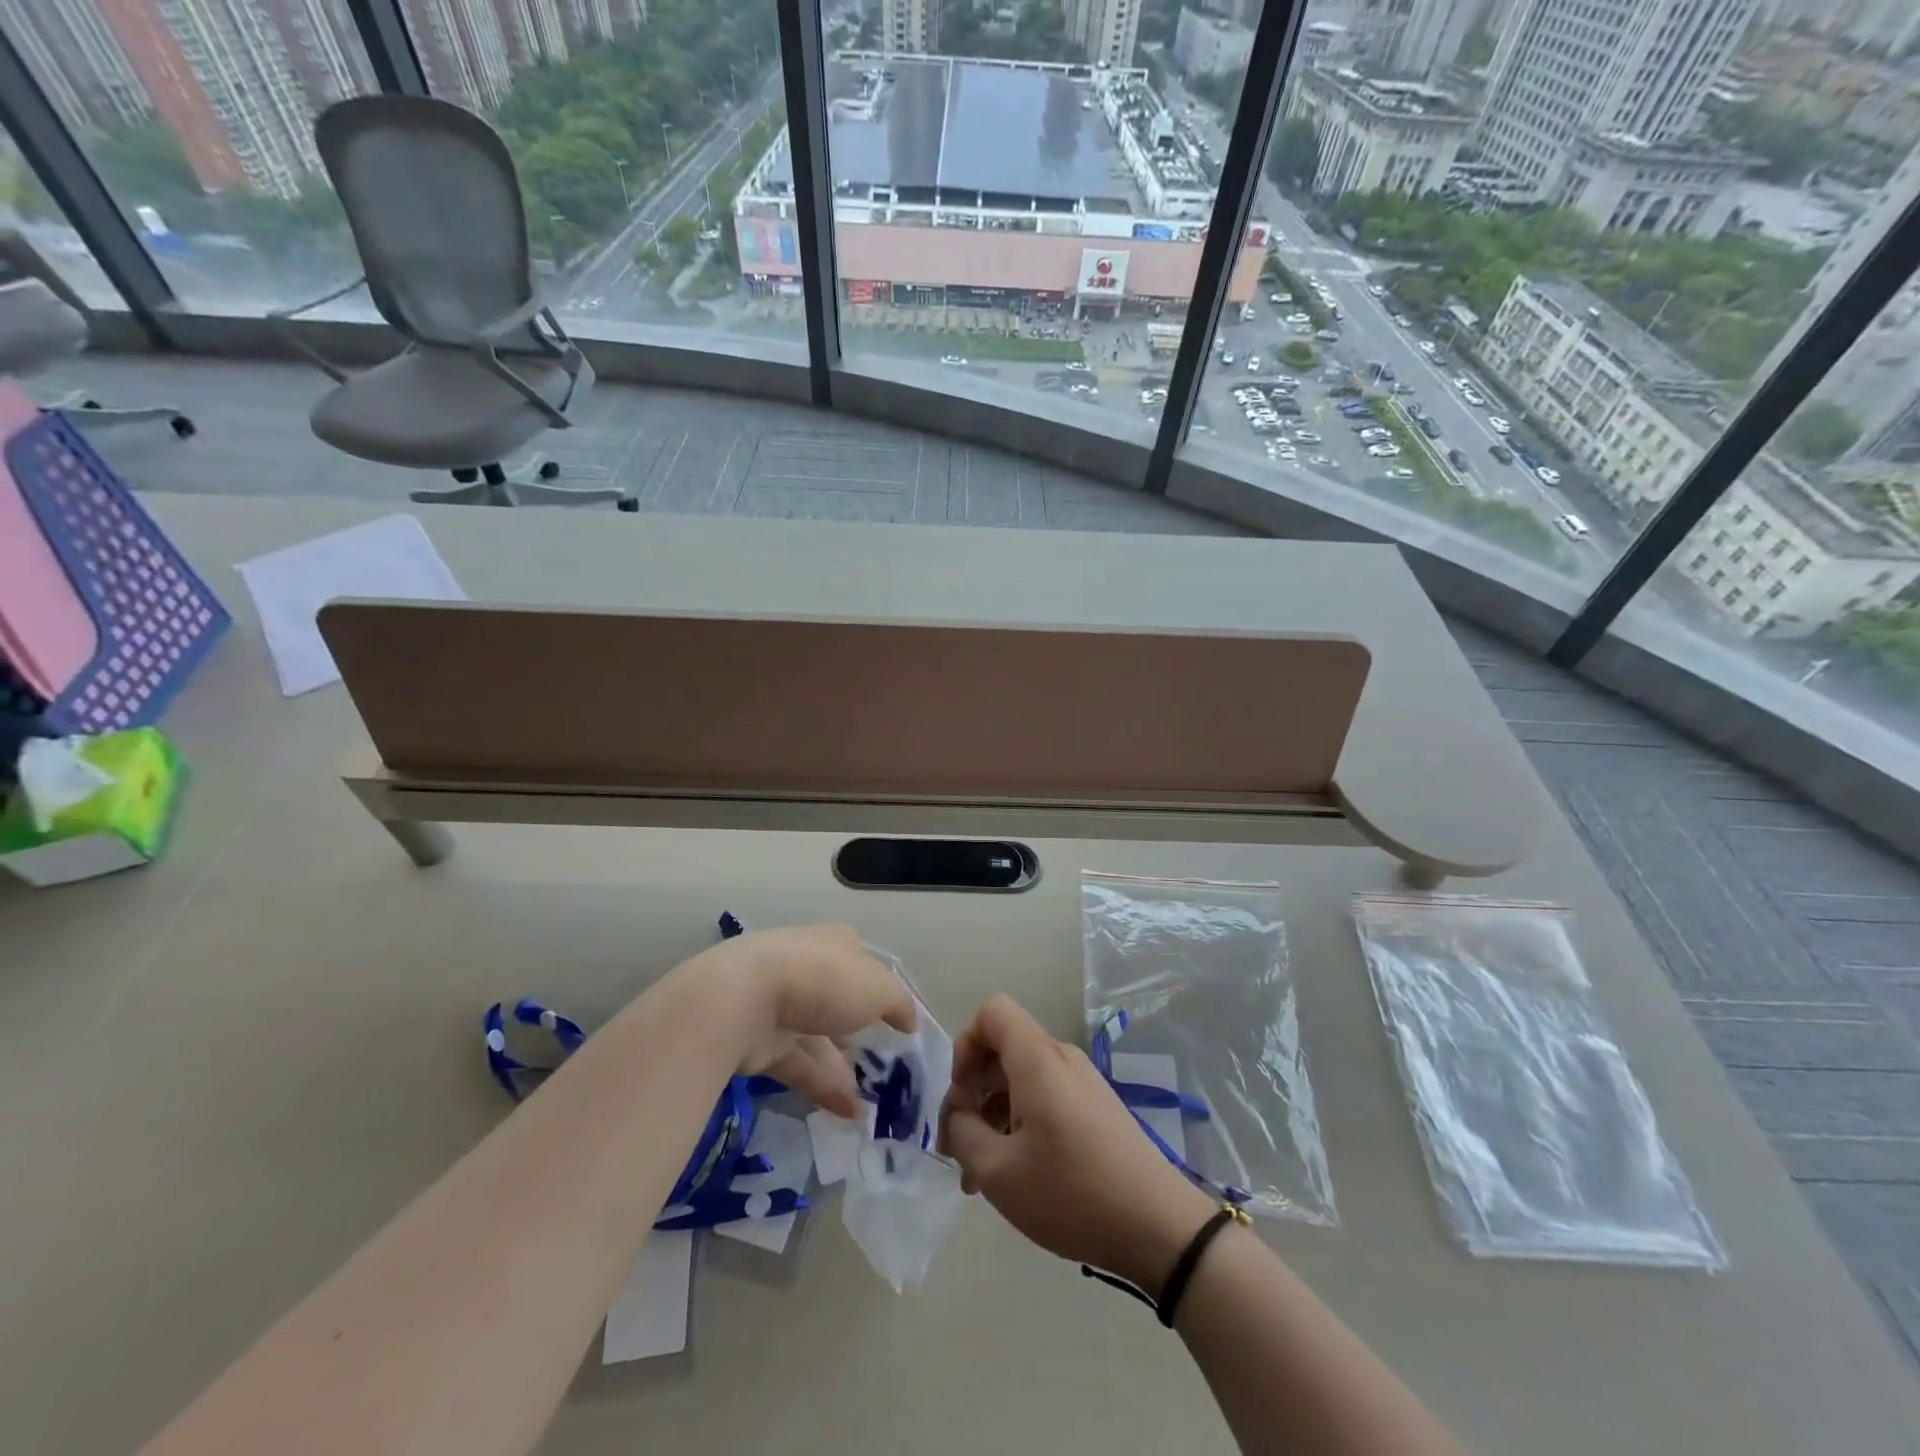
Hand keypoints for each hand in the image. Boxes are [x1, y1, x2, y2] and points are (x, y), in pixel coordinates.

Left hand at [668, 924, 916, 1118]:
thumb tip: (909, 1021)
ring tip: (871, 1108)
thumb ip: (899, 1005)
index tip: (898, 1023)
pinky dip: (823, 1088)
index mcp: (835, 944)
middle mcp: (808, 969)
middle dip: (859, 1035)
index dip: (880, 991)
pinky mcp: (760, 1042)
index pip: (862, 964)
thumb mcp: (879, 988)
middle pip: (838, 1004)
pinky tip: (850, 1114)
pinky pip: (799, 1066)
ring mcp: (780, 1005)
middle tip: (884, 1070)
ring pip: (818, 1040)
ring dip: (844, 1072)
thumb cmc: (824, 980)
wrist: (745, 999)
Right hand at [938, 994, 1215, 1294]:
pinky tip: (1019, 1174)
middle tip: (962, 1146)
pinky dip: (1022, 1122)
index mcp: (1037, 1059)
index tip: (963, 1096)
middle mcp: (1061, 1058)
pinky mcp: (1097, 1107)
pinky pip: (1046, 1096)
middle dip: (974, 1089)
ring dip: (995, 1113)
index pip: (992, 1012)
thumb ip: (963, 1134)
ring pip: (1023, 1077)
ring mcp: (1083, 1082)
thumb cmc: (1072, 1192)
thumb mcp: (998, 1172)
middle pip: (1004, 1047)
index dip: (966, 1044)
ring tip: (984, 1173)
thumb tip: (958, 1116)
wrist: (1159, 1226)